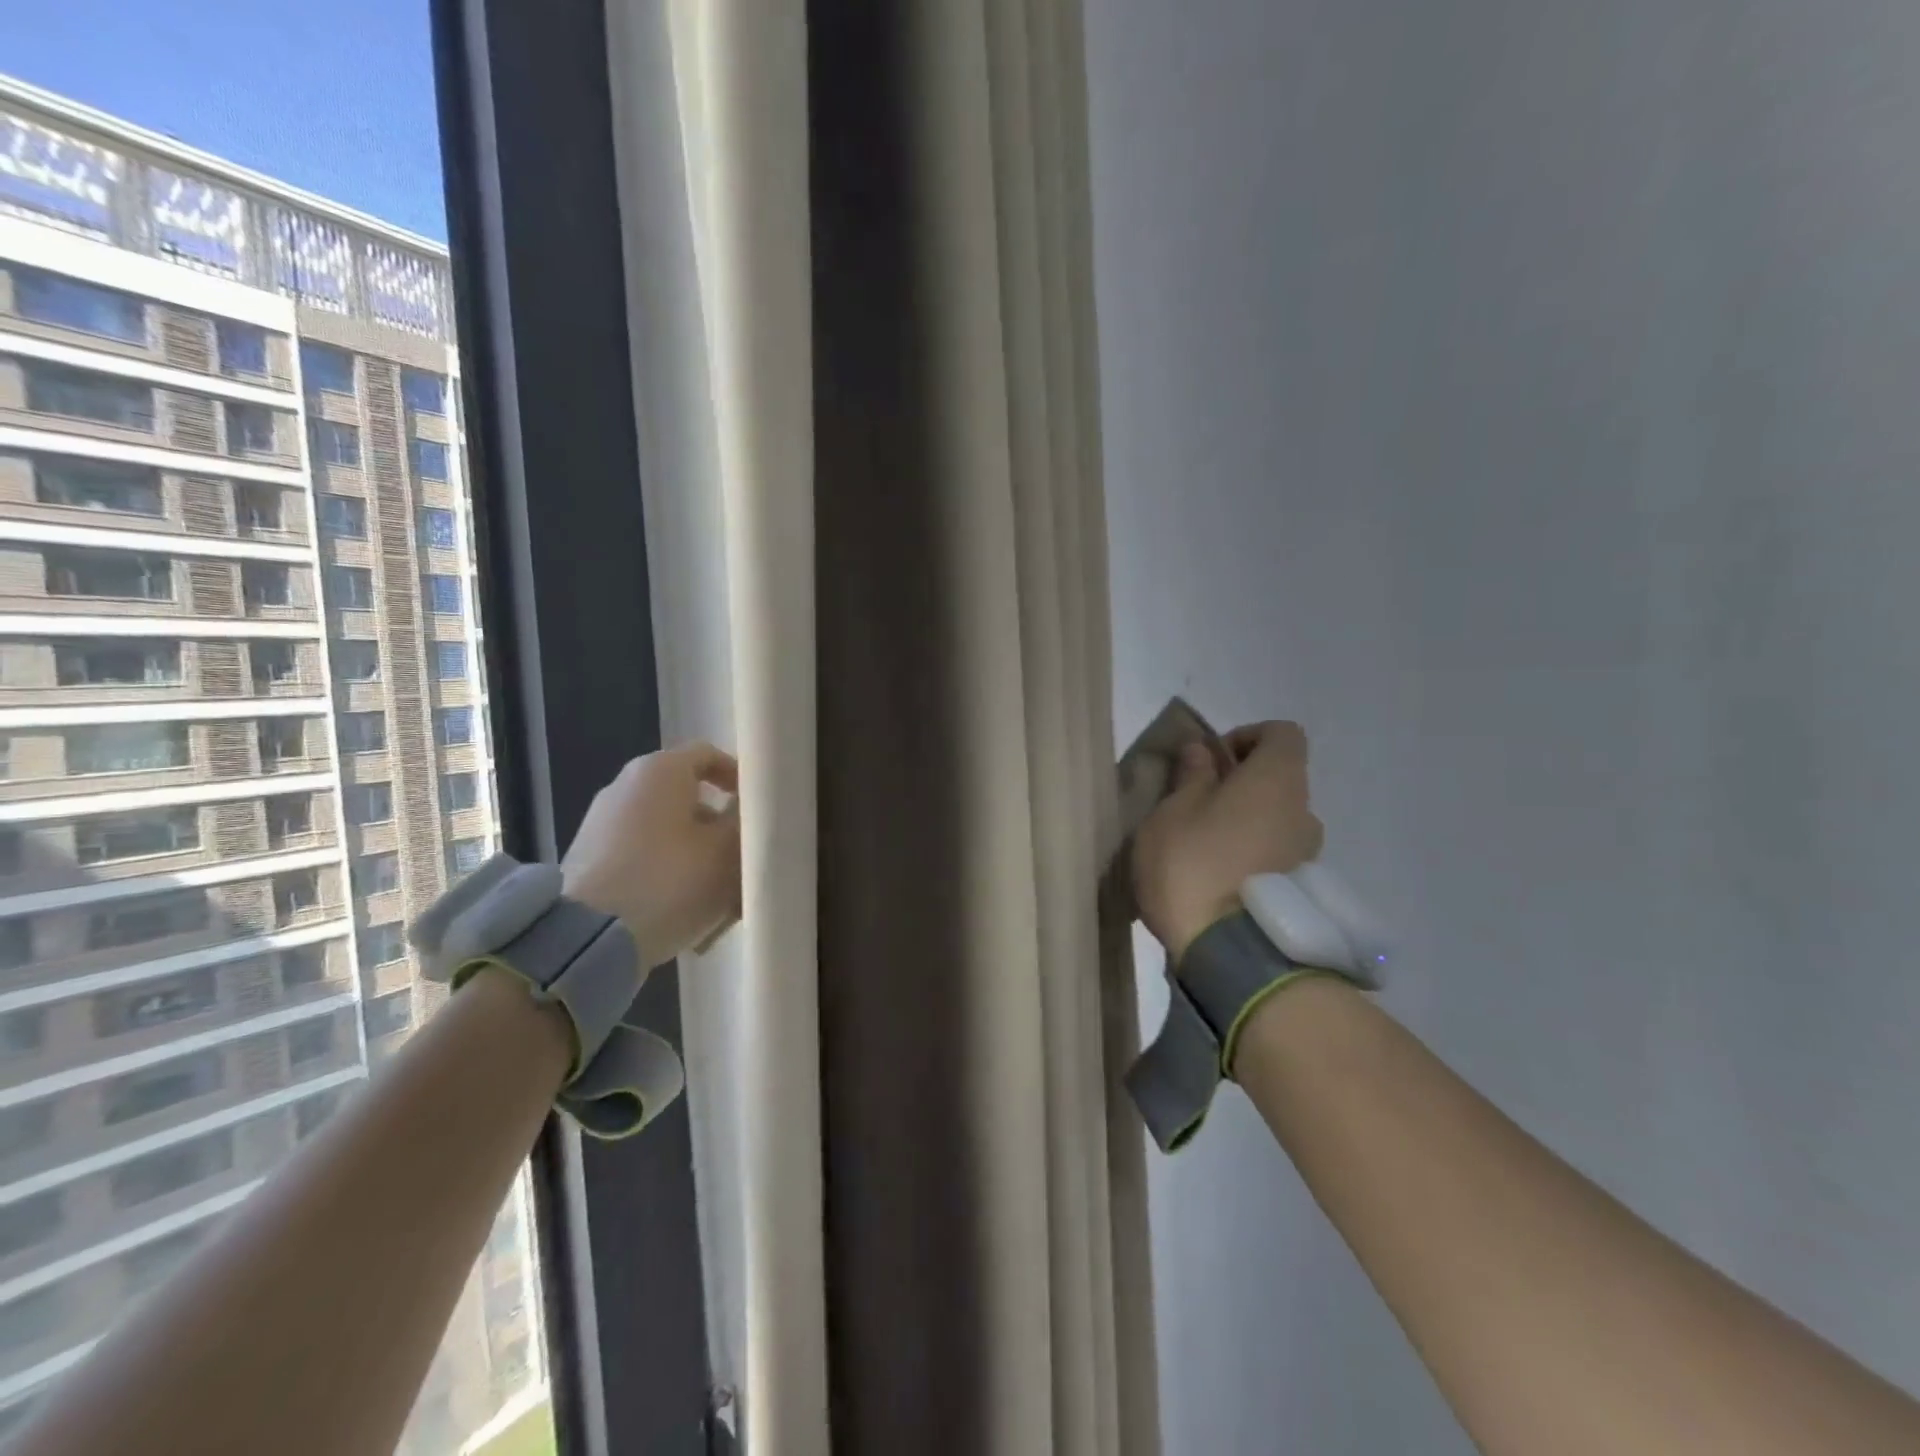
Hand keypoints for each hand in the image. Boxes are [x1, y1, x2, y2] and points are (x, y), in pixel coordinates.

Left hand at [562, 742, 740, 966]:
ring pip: (667, 831)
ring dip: (697, 854)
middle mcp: (625, 786)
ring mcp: (602, 824)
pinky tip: (684, 910)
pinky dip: (667, 872)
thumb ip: (744, 821)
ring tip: (720, 896)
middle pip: (688, 797)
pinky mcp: (589, 860)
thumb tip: (745, 809)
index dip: (740, 777)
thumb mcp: (726, 851)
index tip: (758, 808)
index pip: (709, 755)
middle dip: (720, 826)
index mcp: (659, 770)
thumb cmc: (669, 880)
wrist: (586, 940)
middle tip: (744, 858)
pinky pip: (642, 856)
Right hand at [1131, 720, 1324, 958]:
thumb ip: (1192, 776)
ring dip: (1247, 822)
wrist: (1230, 956)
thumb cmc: (1194, 866)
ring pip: (1278, 820)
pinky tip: (1218, 879)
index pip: (1282, 733)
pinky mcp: (1302, 893)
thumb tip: (1202, 750)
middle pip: (1280, 780)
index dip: (1247, 737)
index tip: (1211, 760)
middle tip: (1196, 805)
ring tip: (1204, 848)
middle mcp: (1304, 812)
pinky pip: (1276, 856)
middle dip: (1241, 784)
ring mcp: (1309, 856)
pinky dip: (1253, 855)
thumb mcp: (1173, 813)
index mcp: (1277, 781)